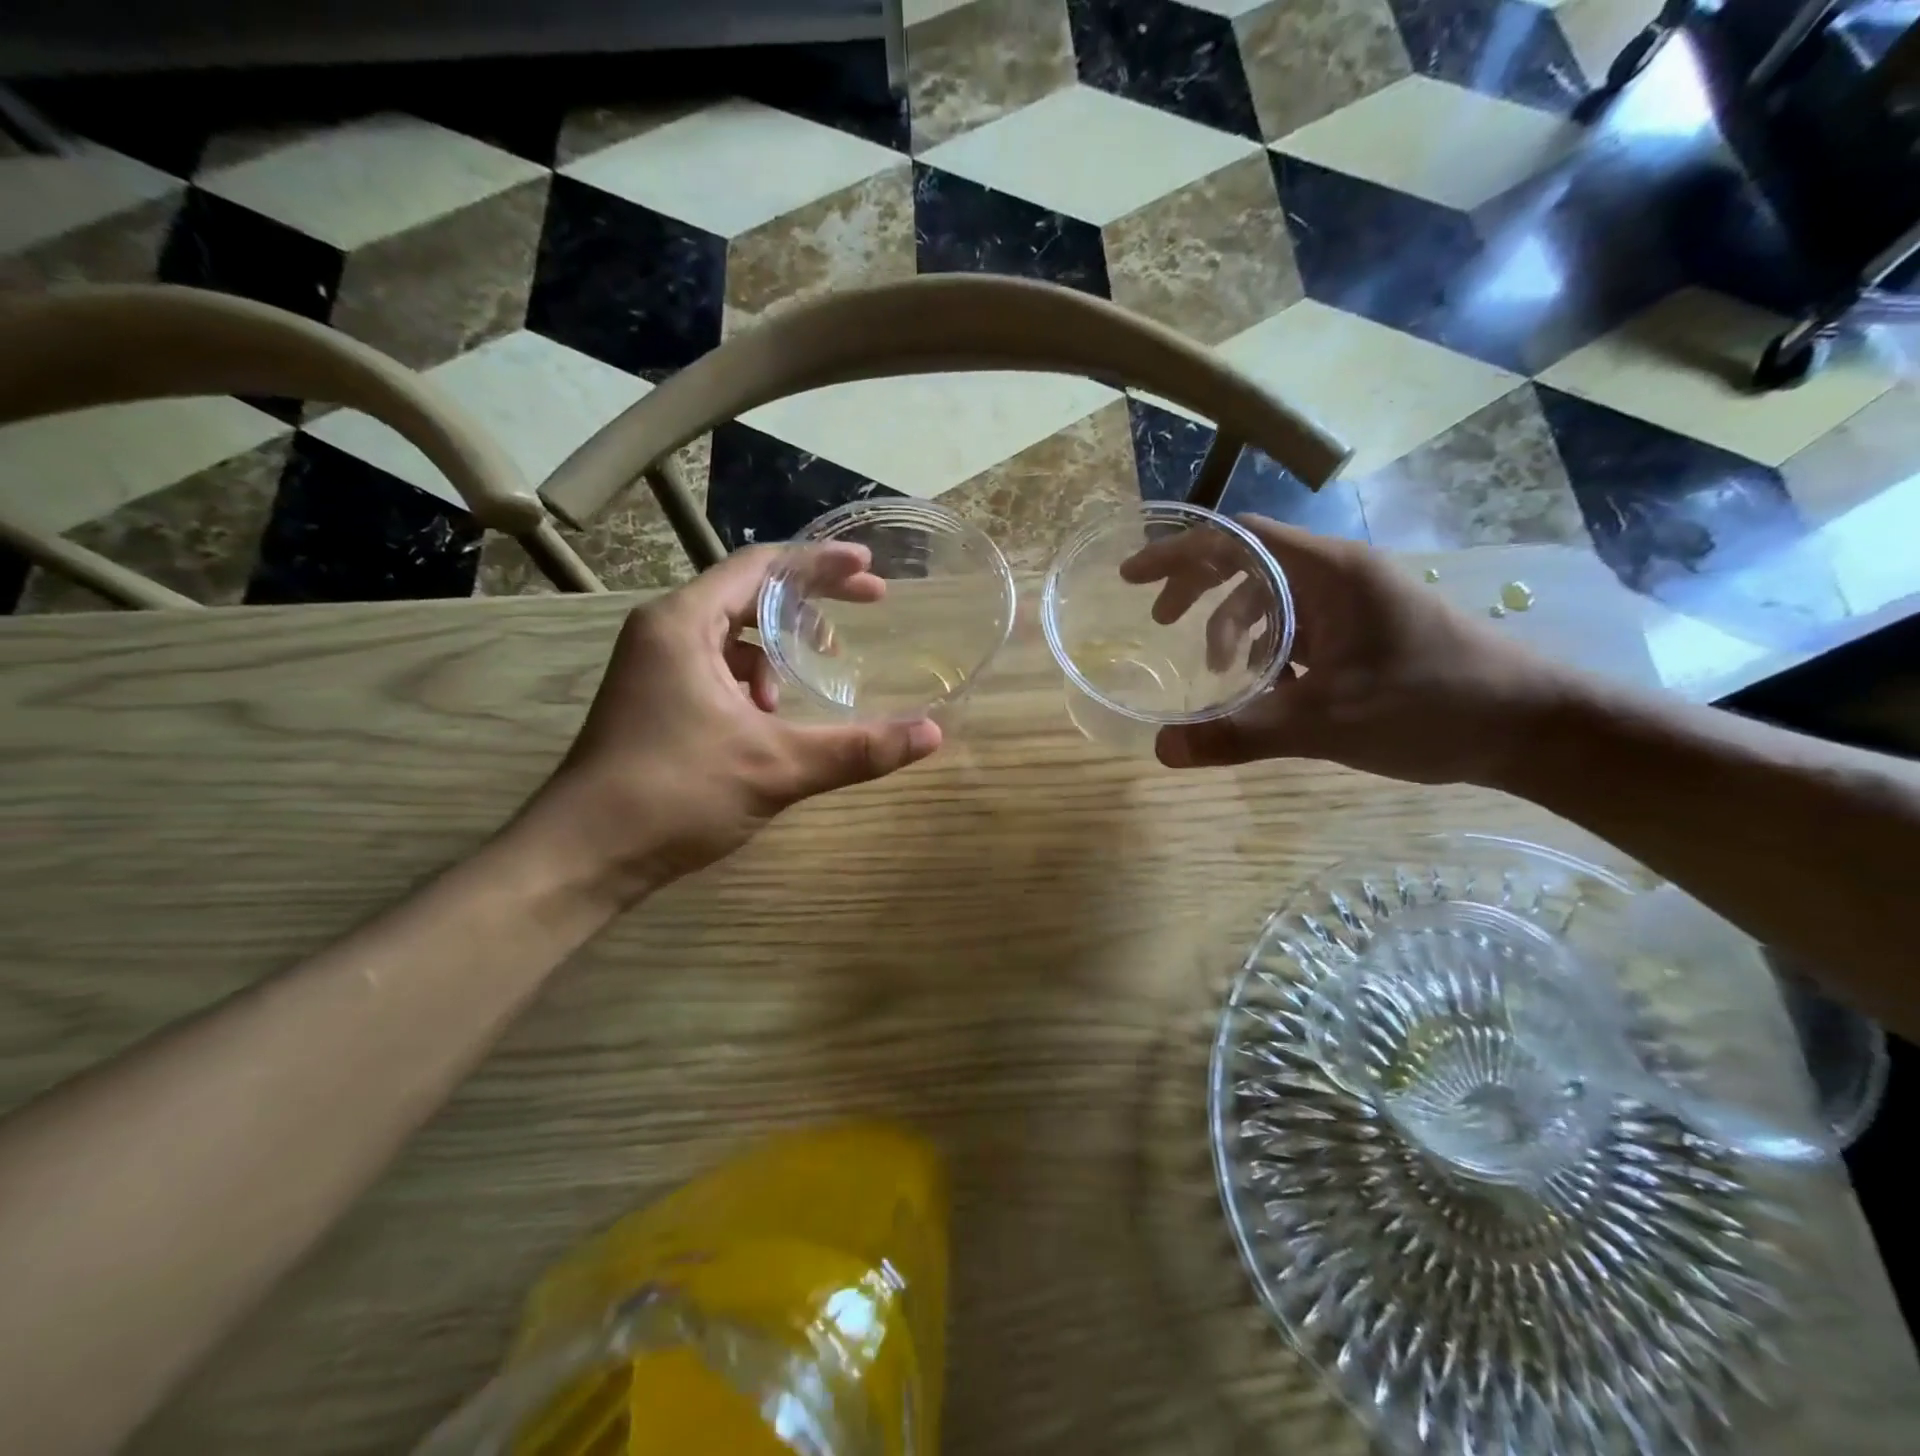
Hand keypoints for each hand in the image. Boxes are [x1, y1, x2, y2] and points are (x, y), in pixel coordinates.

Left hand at [524, 545, 941, 902]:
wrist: (581, 856)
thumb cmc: (673, 794)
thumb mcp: (776, 767)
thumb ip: (857, 749)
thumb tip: (932, 734)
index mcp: (684, 624)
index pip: (762, 567)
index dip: (821, 563)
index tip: (872, 570)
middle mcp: (664, 632)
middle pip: (749, 593)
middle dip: (811, 601)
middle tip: (869, 607)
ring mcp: (654, 667)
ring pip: (732, 634)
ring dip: (779, 648)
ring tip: (813, 678)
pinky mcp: (654, 700)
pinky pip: (716, 667)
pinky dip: (753, 679)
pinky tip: (770, 717)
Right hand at [1126, 518, 1577, 784]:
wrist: (1532, 726)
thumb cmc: (1431, 706)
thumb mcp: (1323, 725)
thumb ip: (1238, 735)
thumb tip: (1161, 751)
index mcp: (1326, 572)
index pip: (1234, 539)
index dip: (1177, 553)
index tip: (1131, 579)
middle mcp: (1336, 574)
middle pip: (1246, 562)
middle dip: (1196, 591)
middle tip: (1159, 624)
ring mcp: (1352, 602)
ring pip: (1270, 598)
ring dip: (1232, 628)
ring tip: (1217, 674)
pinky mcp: (1363, 630)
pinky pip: (1296, 626)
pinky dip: (1266, 650)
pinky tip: (1263, 689)